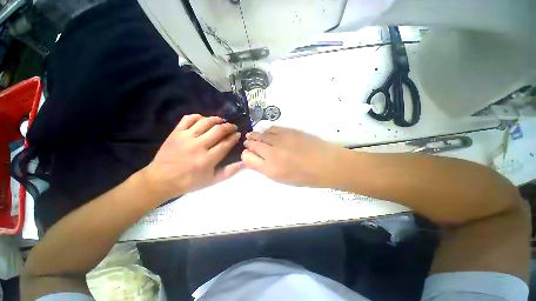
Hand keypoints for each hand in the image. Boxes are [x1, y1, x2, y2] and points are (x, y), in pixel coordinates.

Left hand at [142, 114, 242, 201]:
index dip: (234, 137)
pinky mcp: (175, 133)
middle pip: (218, 130)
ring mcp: (186, 137)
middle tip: (233, 127)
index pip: (226, 144)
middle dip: (229, 126)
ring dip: (216, 119)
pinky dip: (198, 116)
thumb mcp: (212, 180)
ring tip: (222, 121)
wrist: (161, 180)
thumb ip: (229, 171)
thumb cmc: (189, 182)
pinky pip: (188, 119)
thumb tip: (244, 162)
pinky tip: (204, 119)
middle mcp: (198, 146)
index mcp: (207, 159)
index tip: (238, 134)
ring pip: (205, 122)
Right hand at [242, 127, 347, 187]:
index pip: (248, 158)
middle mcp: (272, 153)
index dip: (246, 154)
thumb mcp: (282, 179)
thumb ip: (265, 168)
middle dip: (249, 142)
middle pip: (253, 144)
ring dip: (255, 134)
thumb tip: (253, 158)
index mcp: (270, 169)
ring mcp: (280, 140)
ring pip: (261, 134)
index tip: (247, 153)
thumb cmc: (304, 176)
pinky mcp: (289, 131)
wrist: (326, 164)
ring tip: (253, 135)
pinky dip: (266, 130)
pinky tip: (266, 131)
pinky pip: (272, 128)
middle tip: (248, 141)